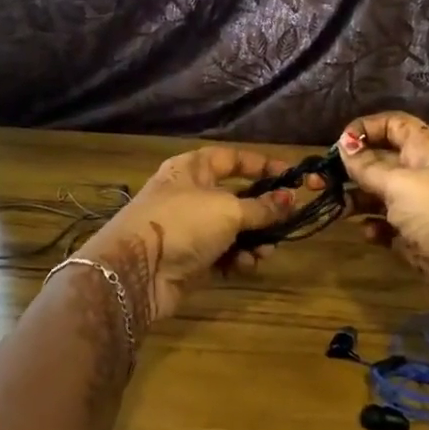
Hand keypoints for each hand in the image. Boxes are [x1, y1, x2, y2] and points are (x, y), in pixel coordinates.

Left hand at [75, 146, 314, 326]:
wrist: (137, 271)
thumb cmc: (183, 223)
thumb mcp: (228, 209)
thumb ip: (262, 206)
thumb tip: (289, 200)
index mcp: (193, 169)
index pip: (233, 158)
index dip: (262, 164)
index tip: (291, 176)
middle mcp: (191, 194)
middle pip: (237, 197)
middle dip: (264, 211)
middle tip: (287, 221)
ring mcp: (190, 228)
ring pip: (234, 229)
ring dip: (254, 240)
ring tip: (265, 251)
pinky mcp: (191, 259)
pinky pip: (224, 254)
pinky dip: (238, 258)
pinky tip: (247, 265)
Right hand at [338, 112, 428, 332]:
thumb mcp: (399, 183)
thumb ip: (367, 167)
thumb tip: (344, 146)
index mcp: (425, 149)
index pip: (393, 125)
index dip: (366, 128)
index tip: (338, 143)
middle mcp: (422, 174)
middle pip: (381, 161)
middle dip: (351, 167)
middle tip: (318, 180)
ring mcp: (420, 209)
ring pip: (380, 196)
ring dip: (356, 199)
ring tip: (334, 206)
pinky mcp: (418, 240)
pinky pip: (388, 228)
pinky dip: (374, 229)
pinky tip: (366, 233)